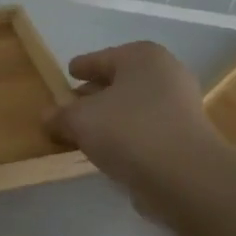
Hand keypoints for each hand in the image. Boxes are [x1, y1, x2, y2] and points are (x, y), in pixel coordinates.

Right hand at [46, 43, 228, 219]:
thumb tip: (47, 117)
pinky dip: (128, 135)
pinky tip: (110, 151)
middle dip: (95, 94)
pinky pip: (147, 129)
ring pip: (134, 106)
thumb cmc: (128, 130)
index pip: (102, 57)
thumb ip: (60, 115)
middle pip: (120, 81)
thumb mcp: (79, 120)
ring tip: (86, 133)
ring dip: (111, 117)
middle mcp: (166, 74)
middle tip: (72, 106)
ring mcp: (182, 106)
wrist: (186, 177)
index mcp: (142, 57)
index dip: (82, 66)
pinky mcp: (187, 138)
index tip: (68, 73)